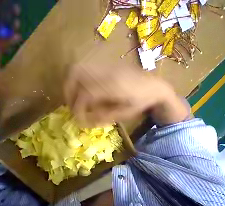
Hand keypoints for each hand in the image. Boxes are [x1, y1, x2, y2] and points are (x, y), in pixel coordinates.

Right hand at [64, 63, 187, 126]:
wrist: (155, 87)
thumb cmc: (141, 103)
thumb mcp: (123, 115)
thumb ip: (101, 117)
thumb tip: (83, 121)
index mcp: (112, 86)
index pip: (85, 94)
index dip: (77, 108)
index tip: (77, 118)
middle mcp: (106, 72)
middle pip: (76, 74)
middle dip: (68, 91)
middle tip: (71, 105)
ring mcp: (106, 66)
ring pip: (79, 68)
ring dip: (71, 83)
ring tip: (75, 97)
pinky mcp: (106, 65)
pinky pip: (86, 68)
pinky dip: (78, 79)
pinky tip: (83, 90)